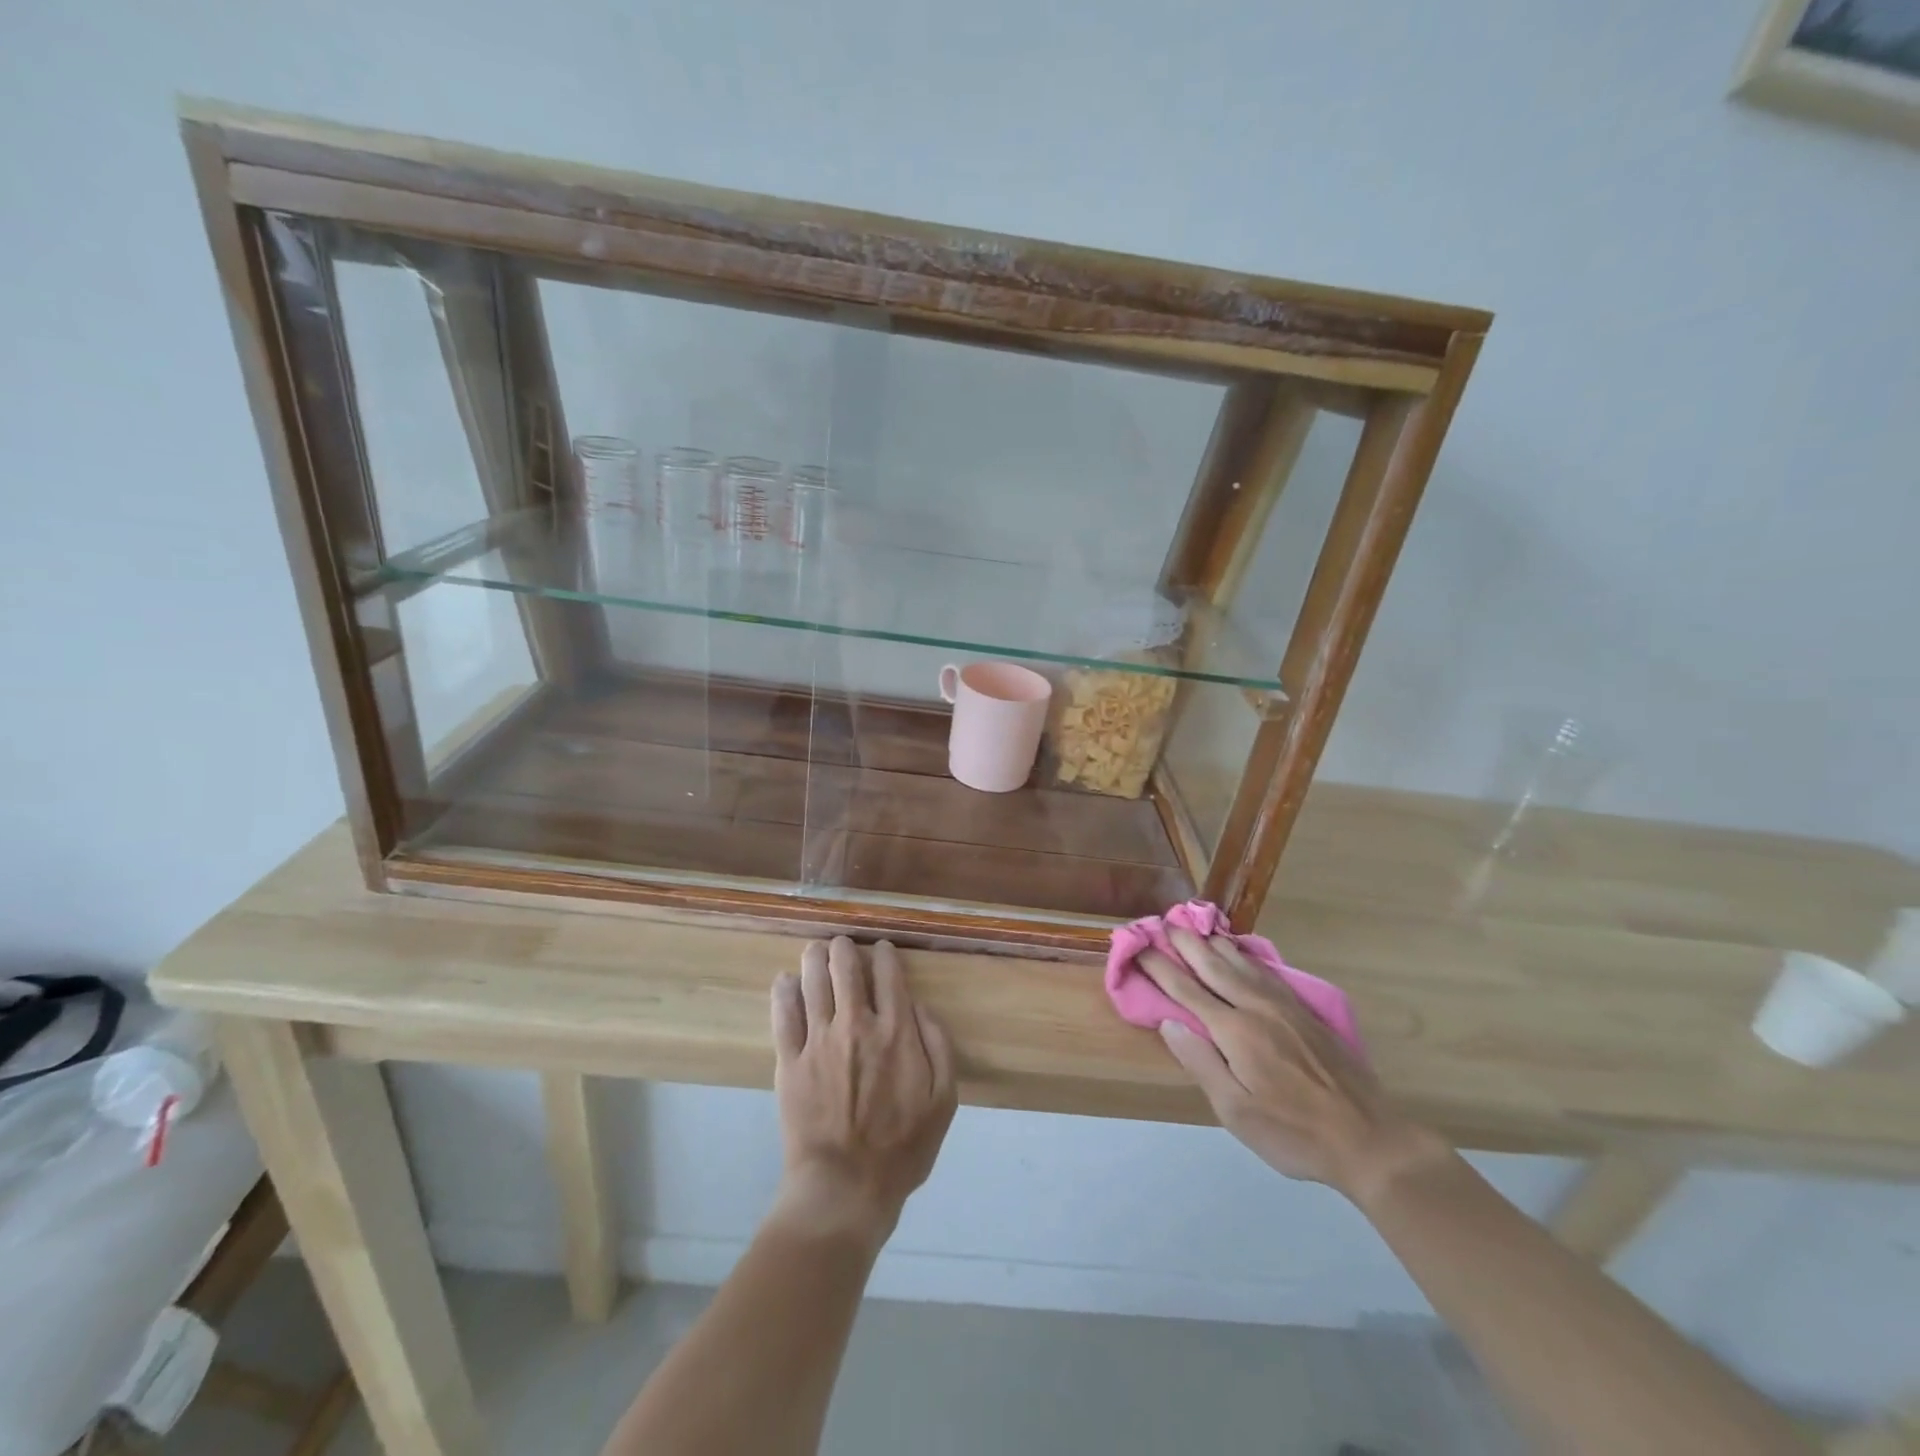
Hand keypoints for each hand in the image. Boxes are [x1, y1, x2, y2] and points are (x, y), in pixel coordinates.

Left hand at [770, 937, 957, 1243]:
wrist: (845, 1188)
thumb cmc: (901, 1149)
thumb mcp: (943, 1101)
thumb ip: (939, 1047)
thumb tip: (922, 1008)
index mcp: (897, 1032)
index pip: (889, 975)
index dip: (884, 954)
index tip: (881, 949)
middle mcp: (857, 1024)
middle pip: (846, 967)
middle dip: (843, 948)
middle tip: (841, 944)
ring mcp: (819, 1040)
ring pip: (813, 981)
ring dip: (813, 958)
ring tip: (814, 951)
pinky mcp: (790, 1060)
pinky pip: (783, 1014)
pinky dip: (783, 991)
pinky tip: (785, 981)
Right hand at [1141, 928, 1450, 1204]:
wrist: (1369, 1139)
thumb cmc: (1293, 1133)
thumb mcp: (1236, 1111)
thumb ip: (1200, 1063)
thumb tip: (1170, 1022)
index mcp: (1235, 1031)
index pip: (1186, 990)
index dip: (1160, 967)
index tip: (1139, 948)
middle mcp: (1257, 1007)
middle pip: (1213, 965)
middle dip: (1186, 943)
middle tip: (1165, 921)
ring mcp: (1285, 1006)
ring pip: (1242, 962)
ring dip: (1215, 943)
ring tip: (1197, 927)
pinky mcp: (1306, 1012)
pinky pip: (1267, 971)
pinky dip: (1246, 955)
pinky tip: (1243, 953)